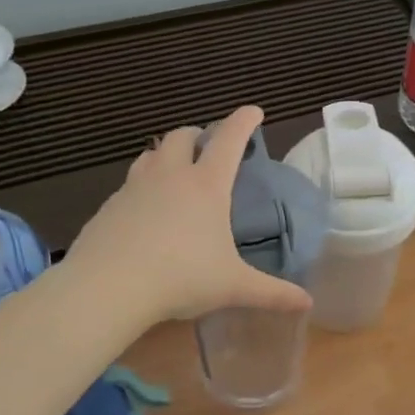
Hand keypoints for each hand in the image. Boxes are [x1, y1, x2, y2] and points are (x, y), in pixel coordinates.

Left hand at [58, 106, 312, 330]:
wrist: (107, 287)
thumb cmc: (181, 278)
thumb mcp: (233, 287)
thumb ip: (272, 293)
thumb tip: (308, 303)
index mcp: (206, 186)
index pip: (229, 139)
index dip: (243, 121)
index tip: (254, 111)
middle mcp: (170, 176)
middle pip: (182, 136)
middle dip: (198, 134)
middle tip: (208, 145)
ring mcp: (134, 188)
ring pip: (150, 154)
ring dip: (166, 153)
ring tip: (174, 169)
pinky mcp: (108, 207)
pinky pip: (129, 184)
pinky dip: (142, 185)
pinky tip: (144, 210)